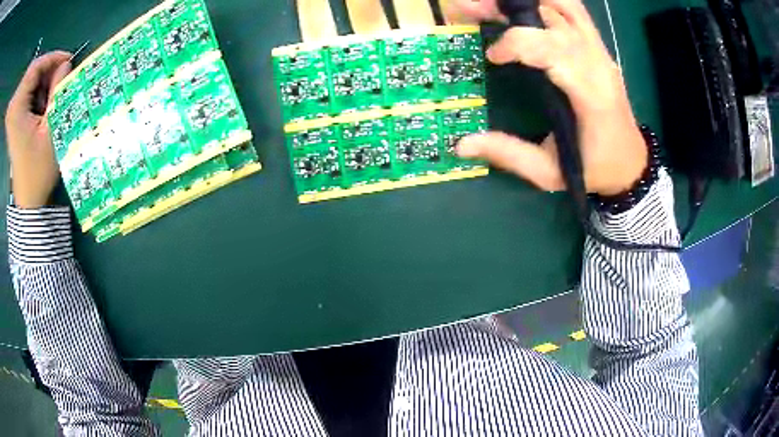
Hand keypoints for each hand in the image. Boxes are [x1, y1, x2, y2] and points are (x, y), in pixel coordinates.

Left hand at [5, 51, 71, 208]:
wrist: (27, 199)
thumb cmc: (38, 172)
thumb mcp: (51, 133)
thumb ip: (57, 94)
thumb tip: (65, 66)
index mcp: (18, 113)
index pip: (34, 69)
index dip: (51, 57)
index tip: (67, 60)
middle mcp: (14, 111)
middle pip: (31, 72)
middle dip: (46, 69)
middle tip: (59, 76)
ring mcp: (13, 116)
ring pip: (29, 80)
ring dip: (42, 80)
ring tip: (51, 92)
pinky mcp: (14, 121)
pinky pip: (26, 92)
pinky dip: (36, 90)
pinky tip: (42, 102)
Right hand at [454, 0, 647, 196]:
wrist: (631, 163)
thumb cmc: (594, 170)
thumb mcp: (550, 173)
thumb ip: (509, 154)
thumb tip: (462, 144)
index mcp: (591, 96)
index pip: (555, 50)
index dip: (518, 43)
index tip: (492, 56)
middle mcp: (599, 66)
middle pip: (555, 18)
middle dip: (510, 9)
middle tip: (472, 8)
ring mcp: (601, 52)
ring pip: (566, 6)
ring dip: (528, 1)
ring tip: (494, 4)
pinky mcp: (599, 48)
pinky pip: (574, 11)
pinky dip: (547, 2)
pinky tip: (523, 6)